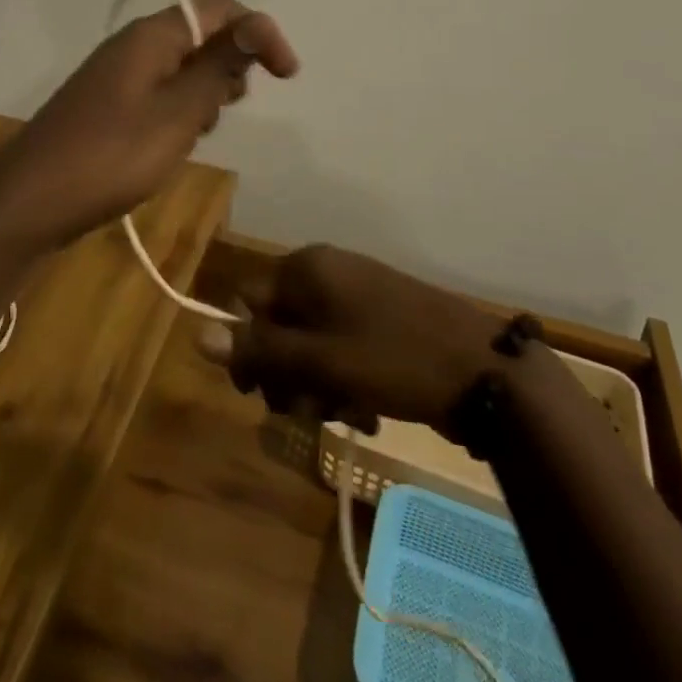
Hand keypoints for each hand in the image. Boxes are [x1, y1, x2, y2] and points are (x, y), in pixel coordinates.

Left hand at [0, 0, 298, 251]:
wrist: (29, 201)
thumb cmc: (111, 155)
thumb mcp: (177, 113)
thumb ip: (218, 68)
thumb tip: (254, 26)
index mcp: (151, 35)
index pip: (219, 9)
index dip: (260, 32)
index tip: (288, 75)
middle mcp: (133, 45)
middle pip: (200, 33)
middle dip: (232, 62)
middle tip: (234, 106)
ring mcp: (117, 75)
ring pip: (181, 65)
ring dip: (206, 89)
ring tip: (203, 128)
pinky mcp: (108, 104)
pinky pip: (159, 91)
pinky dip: (181, 108)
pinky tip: (176, 141)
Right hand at [202, 245, 497, 433]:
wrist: (484, 371)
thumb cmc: (394, 359)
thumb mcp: (321, 361)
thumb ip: (259, 349)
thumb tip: (197, 333)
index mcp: (307, 268)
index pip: (248, 301)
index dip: (249, 349)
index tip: (263, 394)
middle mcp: (327, 270)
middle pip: (279, 323)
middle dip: (286, 373)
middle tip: (309, 410)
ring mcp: (357, 292)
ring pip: (310, 340)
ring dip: (316, 383)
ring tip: (344, 413)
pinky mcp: (381, 315)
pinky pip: (341, 344)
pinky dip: (343, 377)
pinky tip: (364, 408)